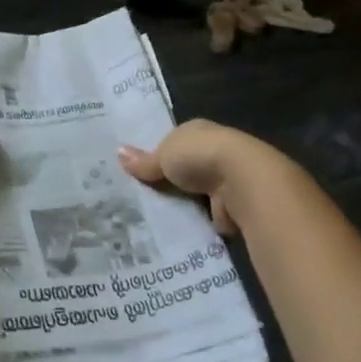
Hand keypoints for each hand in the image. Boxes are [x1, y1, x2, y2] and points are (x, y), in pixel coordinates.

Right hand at [118, 120, 259, 234]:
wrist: (242, 182)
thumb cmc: (199, 156)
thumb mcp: (163, 156)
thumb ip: (144, 161)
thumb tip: (118, 153)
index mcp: (197, 131)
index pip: (173, 142)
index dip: (156, 155)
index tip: (136, 171)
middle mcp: (214, 151)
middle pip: (184, 169)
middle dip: (167, 182)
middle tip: (136, 199)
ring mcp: (224, 179)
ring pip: (194, 193)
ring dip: (180, 204)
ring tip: (148, 219)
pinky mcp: (230, 205)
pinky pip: (204, 215)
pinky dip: (193, 222)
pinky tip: (172, 231)